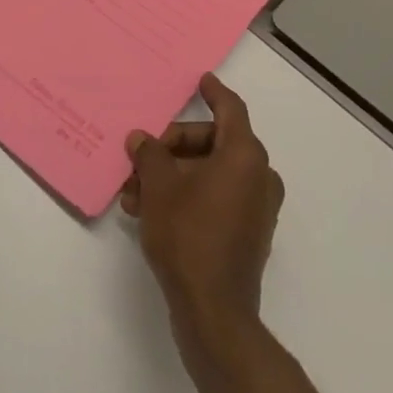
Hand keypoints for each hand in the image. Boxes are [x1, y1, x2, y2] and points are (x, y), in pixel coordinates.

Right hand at [122, 74, 284, 344]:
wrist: (214, 313)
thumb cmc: (188, 236)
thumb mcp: (159, 187)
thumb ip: (150, 155)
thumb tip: (141, 140)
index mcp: (245, 155)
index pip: (230, 108)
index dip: (214, 91)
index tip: (201, 80)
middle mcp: (259, 175)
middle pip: (214, 141)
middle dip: (174, 147)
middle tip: (142, 157)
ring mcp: (257, 207)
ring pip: (211, 173)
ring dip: (174, 176)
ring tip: (134, 192)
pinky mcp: (248, 234)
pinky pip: (217, 198)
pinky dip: (188, 196)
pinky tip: (151, 212)